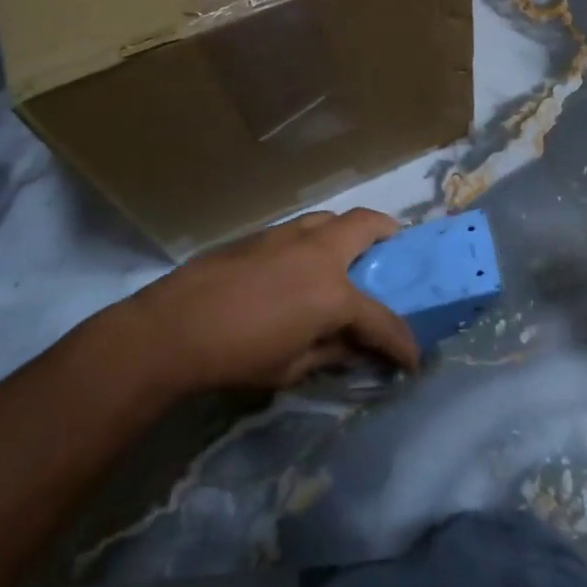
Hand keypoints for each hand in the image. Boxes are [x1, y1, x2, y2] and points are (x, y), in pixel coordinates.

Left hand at [116, 209, 420, 394]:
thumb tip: (354, 347)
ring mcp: (288, 236)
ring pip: (331, 218)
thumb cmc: (236, 356)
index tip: (412, 358)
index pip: (381, 319)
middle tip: (395, 252)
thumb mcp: (291, 368)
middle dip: (390, 235)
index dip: (402, 341)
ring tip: (348, 254)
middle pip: (367, 225)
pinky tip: (301, 264)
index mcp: (332, 293)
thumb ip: (331, 353)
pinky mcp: (261, 234)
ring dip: (349, 231)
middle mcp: (318, 252)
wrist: (173, 327)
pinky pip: (302, 228)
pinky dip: (316, 239)